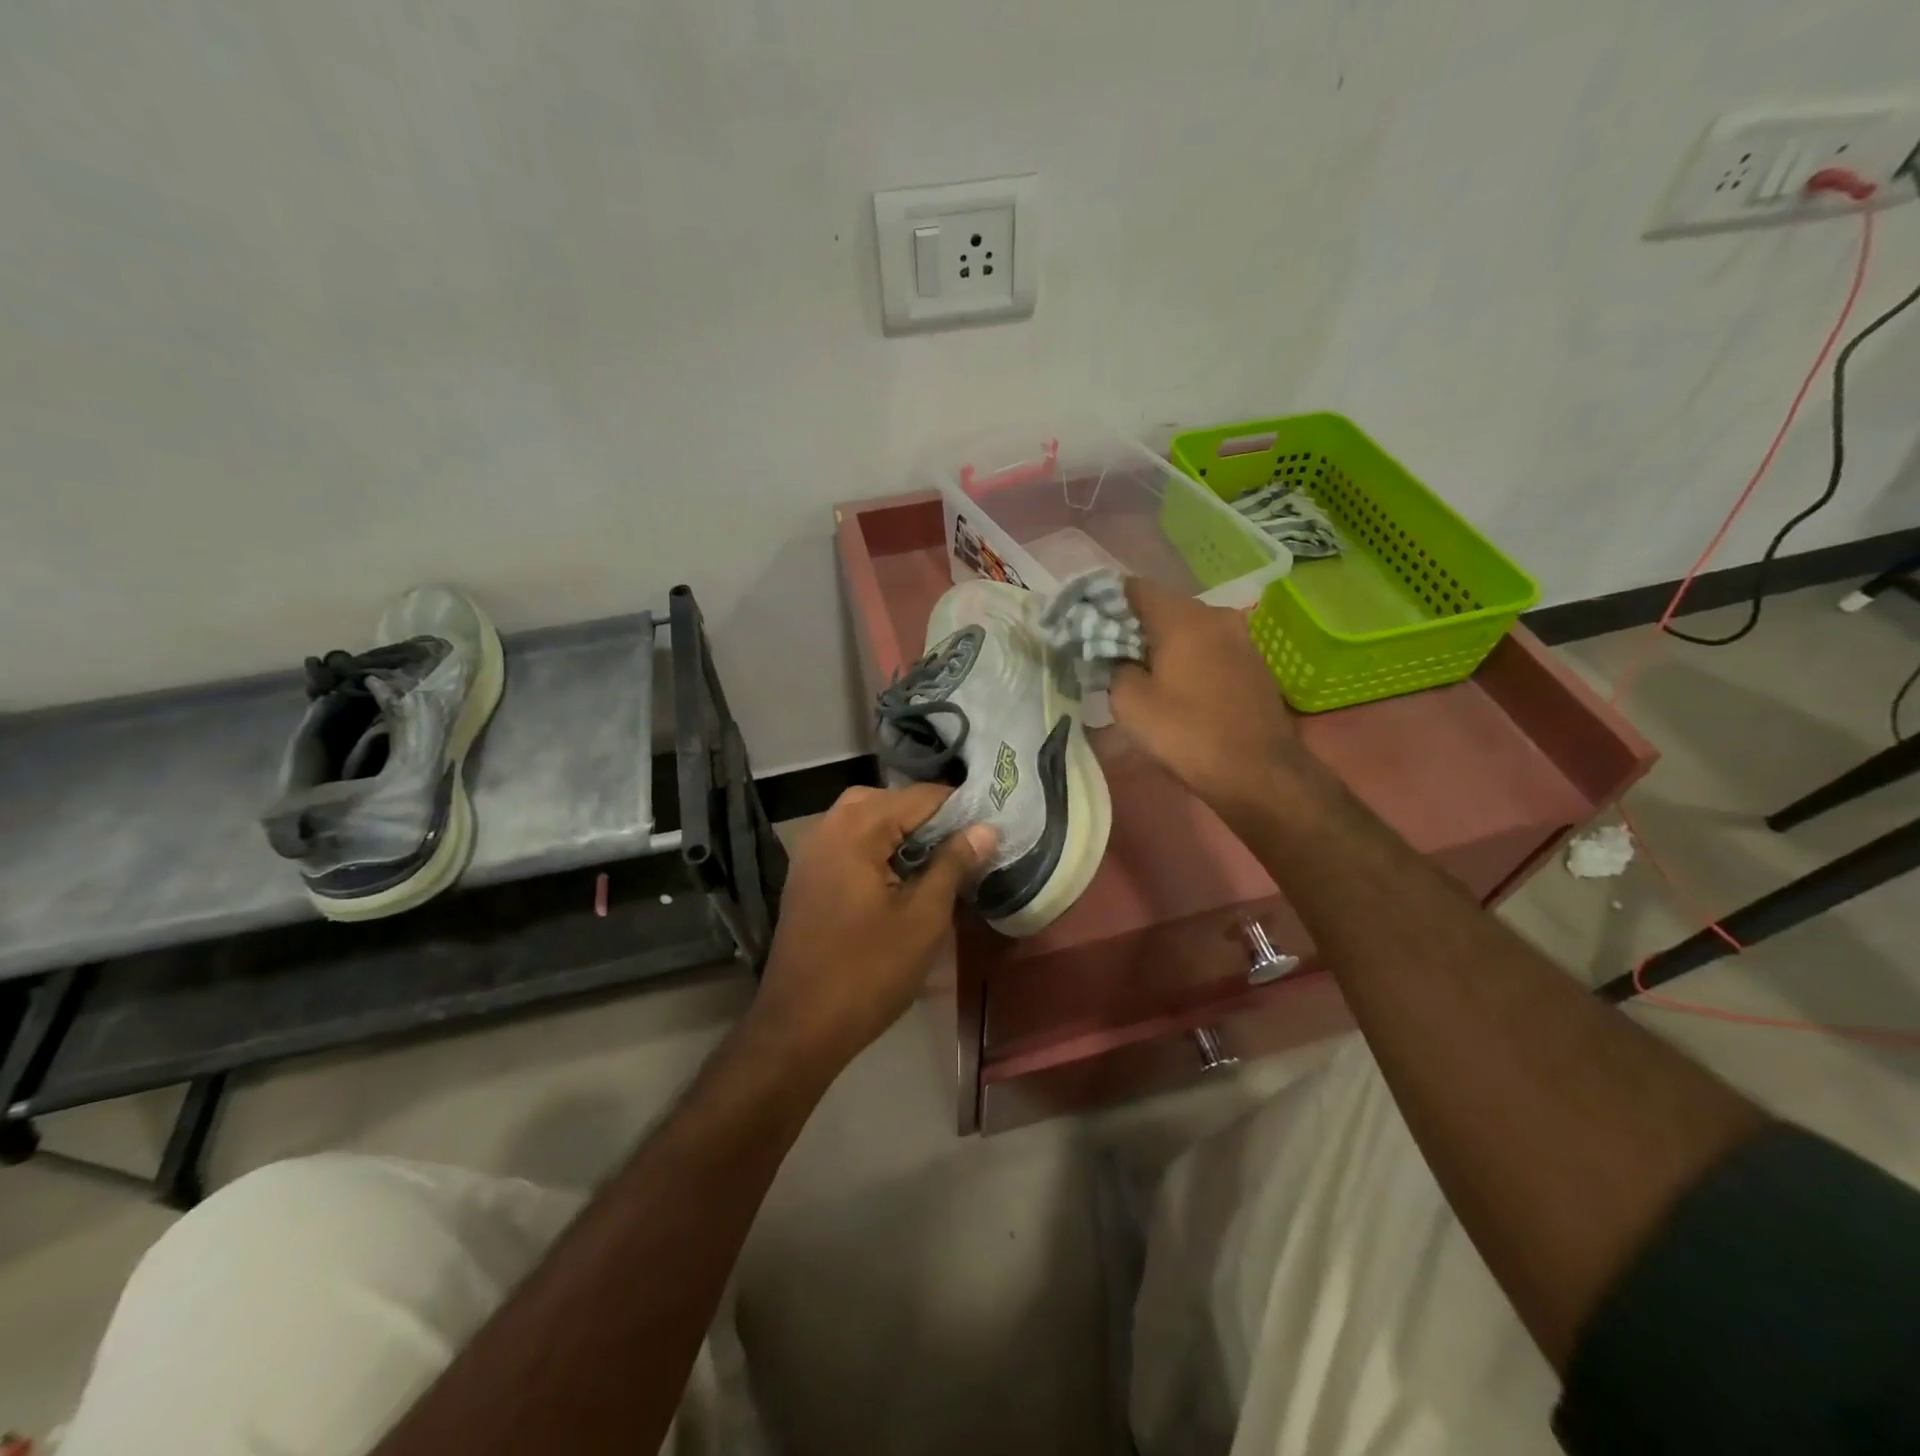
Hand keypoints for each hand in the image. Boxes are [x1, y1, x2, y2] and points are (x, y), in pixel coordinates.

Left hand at [746, 784, 996, 1074]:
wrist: (799, 1026)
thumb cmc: (869, 971)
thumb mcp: (924, 918)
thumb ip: (953, 864)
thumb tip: (985, 828)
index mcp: (855, 829)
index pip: (917, 797)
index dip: (957, 808)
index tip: (988, 828)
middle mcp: (827, 828)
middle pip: (886, 800)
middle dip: (926, 816)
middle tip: (961, 845)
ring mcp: (810, 852)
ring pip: (862, 819)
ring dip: (899, 831)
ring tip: (935, 860)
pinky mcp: (805, 877)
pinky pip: (845, 841)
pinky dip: (875, 846)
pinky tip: (898, 877)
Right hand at [1108, 578, 1309, 819]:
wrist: (1259, 772)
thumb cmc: (1187, 734)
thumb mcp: (1129, 703)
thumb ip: (1114, 666)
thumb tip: (1117, 656)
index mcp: (1182, 617)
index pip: (1133, 587)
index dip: (1106, 603)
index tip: (1089, 627)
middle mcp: (1214, 615)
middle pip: (1162, 606)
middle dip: (1134, 626)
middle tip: (1110, 656)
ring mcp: (1239, 637)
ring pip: (1187, 628)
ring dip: (1162, 644)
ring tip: (1142, 675)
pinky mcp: (1252, 662)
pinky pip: (1208, 647)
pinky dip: (1187, 658)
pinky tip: (1177, 688)